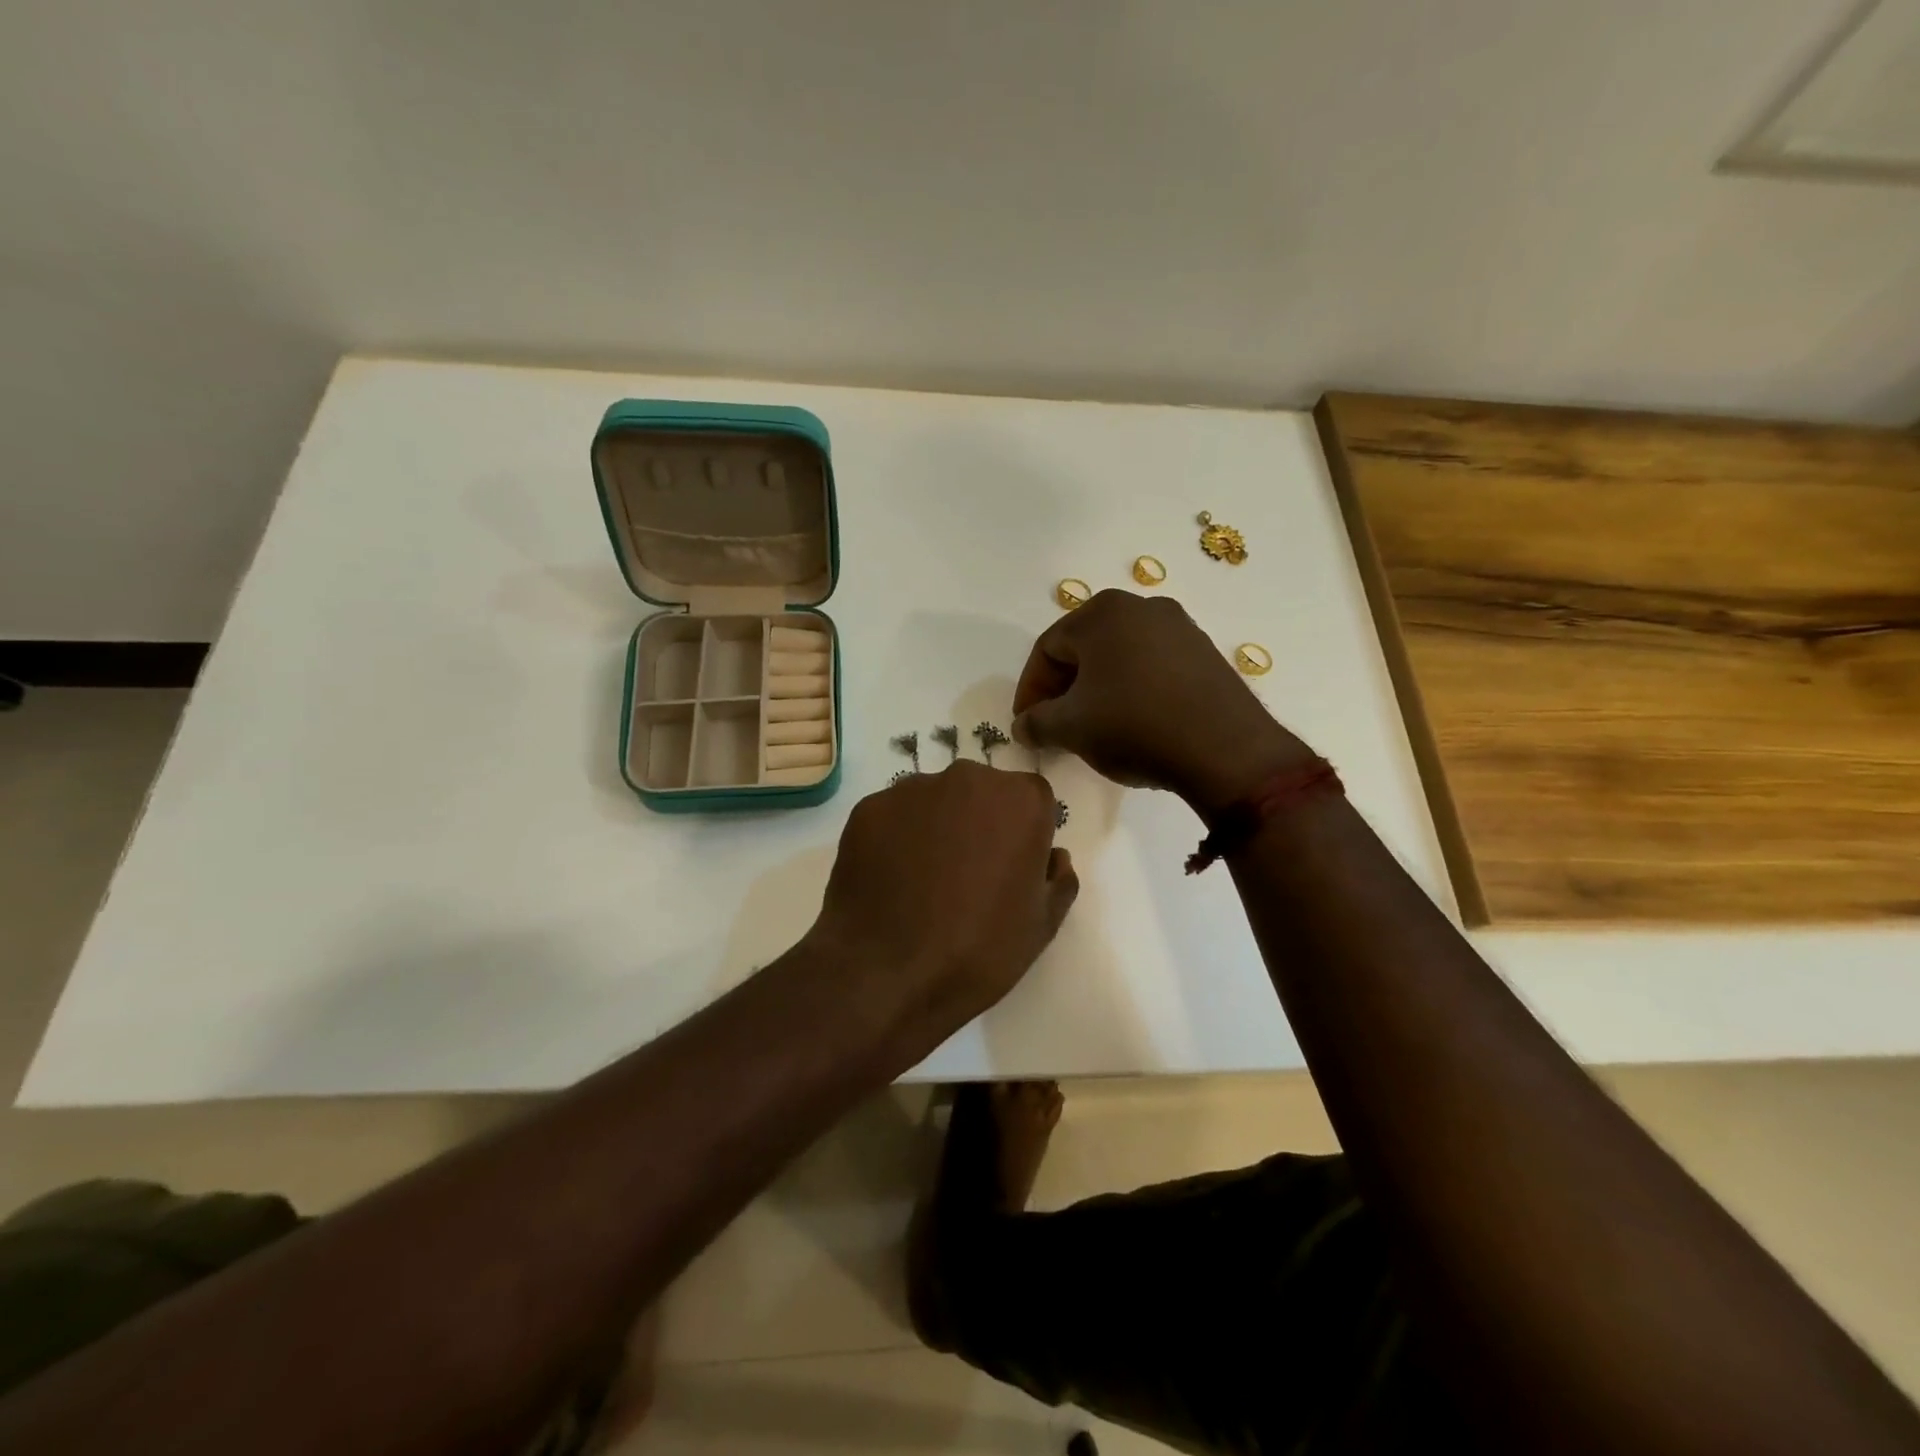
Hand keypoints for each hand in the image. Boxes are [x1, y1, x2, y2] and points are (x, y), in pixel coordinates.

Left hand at [806, 762, 1077, 1057]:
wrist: (887, 974)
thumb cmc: (979, 950)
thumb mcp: (1042, 925)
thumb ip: (1058, 879)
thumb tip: (1053, 857)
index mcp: (1020, 800)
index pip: (1032, 801)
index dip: (1025, 834)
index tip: (1011, 869)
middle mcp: (967, 778)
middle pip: (981, 792)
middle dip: (980, 822)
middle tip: (967, 875)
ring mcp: (911, 789)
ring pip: (934, 801)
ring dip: (936, 827)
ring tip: (923, 881)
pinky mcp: (868, 808)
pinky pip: (893, 817)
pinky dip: (895, 839)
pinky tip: (891, 881)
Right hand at [1012, 590, 1313, 815]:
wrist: (1227, 750)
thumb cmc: (1134, 726)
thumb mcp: (1070, 728)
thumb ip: (1036, 723)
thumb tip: (1024, 726)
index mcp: (1102, 612)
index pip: (1047, 649)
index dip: (1029, 690)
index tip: (1026, 725)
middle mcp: (1142, 606)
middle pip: (1083, 648)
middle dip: (1063, 689)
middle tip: (1055, 726)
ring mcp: (1180, 627)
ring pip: (1119, 657)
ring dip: (1097, 691)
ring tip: (1093, 728)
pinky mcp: (1205, 653)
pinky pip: (1152, 667)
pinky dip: (1132, 691)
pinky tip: (1134, 724)